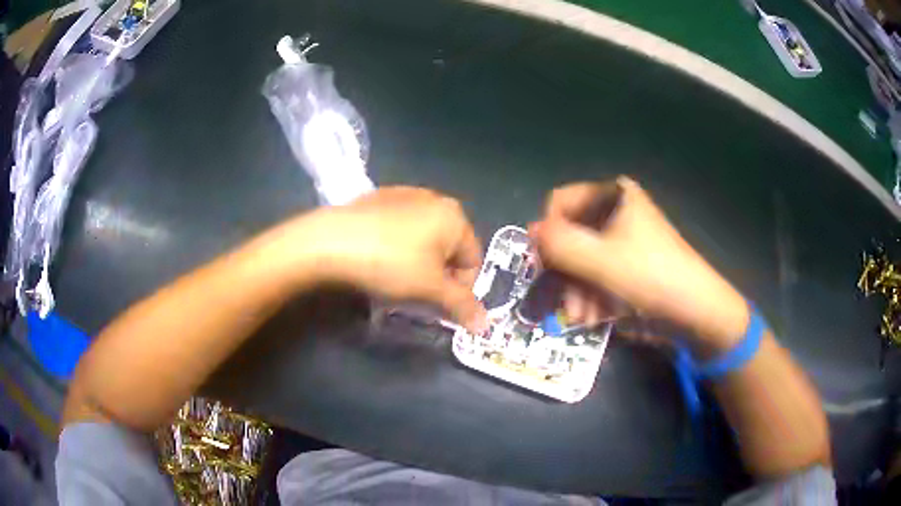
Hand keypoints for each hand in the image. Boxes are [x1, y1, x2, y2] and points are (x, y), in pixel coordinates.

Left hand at [282, 187, 487, 332]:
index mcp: (454, 215)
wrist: (330, 241)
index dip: (461, 290)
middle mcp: (434, 199)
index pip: (473, 261)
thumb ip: (461, 305)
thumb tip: (485, 325)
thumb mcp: (430, 289)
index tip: (440, 308)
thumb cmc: (390, 263)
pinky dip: (398, 248)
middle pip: (449, 249)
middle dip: (439, 276)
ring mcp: (404, 195)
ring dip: (419, 263)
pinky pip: (399, 230)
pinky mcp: (377, 199)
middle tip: (418, 296)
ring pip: (423, 239)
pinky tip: (378, 260)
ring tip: (396, 280)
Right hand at [530, 177, 748, 349]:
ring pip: (582, 260)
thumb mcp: (599, 260)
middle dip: (564, 273)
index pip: (560, 203)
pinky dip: (592, 296)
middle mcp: (616, 211)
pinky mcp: (628, 264)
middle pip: (570, 235)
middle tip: (563, 300)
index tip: (546, 265)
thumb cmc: (650, 276)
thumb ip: (558, 243)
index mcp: (613, 196)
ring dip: (576, 291)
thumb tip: (530, 231)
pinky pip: (597, 274)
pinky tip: (595, 317)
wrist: (694, 312)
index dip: (548, 233)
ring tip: (581, 317)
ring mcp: (623, 239)